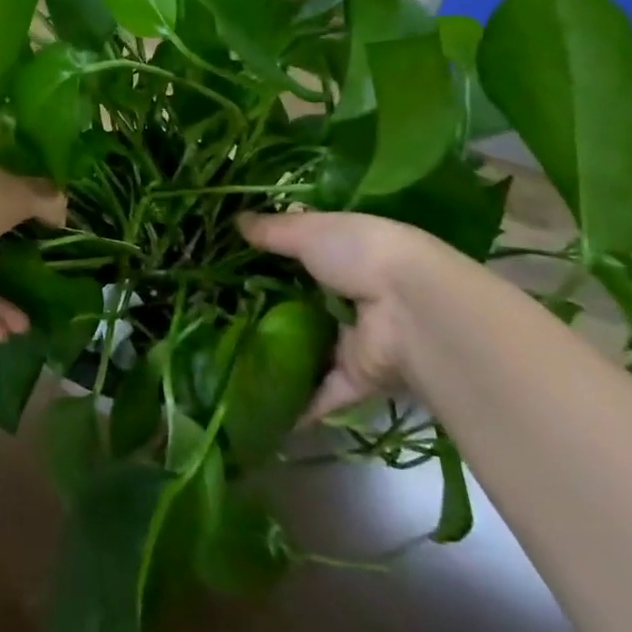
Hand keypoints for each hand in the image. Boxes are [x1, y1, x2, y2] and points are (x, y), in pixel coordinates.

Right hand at [239, 211, 455, 420]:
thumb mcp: (310, 231)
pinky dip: (296, 406)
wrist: (413, 309)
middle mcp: (350, 297)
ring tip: (227, 360)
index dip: (271, 260)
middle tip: (218, 314)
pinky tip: (258, 410)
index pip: (304, 257)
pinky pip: (320, 393)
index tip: (231, 266)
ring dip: (277, 357)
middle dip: (267, 310)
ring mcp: (353, 340)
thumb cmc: (361, 255)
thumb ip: (273, 231)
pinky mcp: (354, 378)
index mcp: (346, 255)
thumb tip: (237, 221)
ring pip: (308, 351)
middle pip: (301, 305)